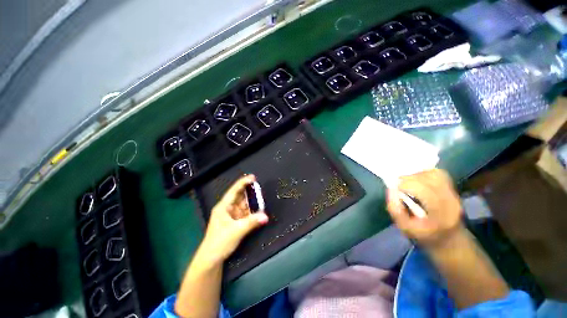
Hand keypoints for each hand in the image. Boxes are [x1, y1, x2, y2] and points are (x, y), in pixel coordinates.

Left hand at [199, 175, 268, 263]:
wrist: (211, 260)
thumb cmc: (219, 242)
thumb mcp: (236, 231)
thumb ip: (252, 222)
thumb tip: (265, 216)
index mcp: (223, 207)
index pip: (234, 191)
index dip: (243, 183)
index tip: (253, 177)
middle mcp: (228, 209)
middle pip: (240, 196)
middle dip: (250, 192)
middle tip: (260, 188)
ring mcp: (232, 216)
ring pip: (244, 205)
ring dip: (252, 203)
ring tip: (261, 198)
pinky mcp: (235, 222)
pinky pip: (245, 213)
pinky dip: (252, 212)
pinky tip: (258, 210)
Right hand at [386, 169, 462, 248]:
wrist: (450, 241)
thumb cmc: (424, 236)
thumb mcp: (404, 228)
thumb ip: (395, 209)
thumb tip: (391, 188)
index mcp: (440, 213)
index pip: (422, 189)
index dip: (404, 185)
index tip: (395, 190)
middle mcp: (450, 200)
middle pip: (428, 178)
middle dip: (409, 178)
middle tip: (400, 185)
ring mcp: (454, 194)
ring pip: (434, 174)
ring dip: (417, 175)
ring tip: (409, 182)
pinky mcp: (453, 189)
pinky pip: (439, 174)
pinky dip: (425, 174)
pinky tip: (418, 181)